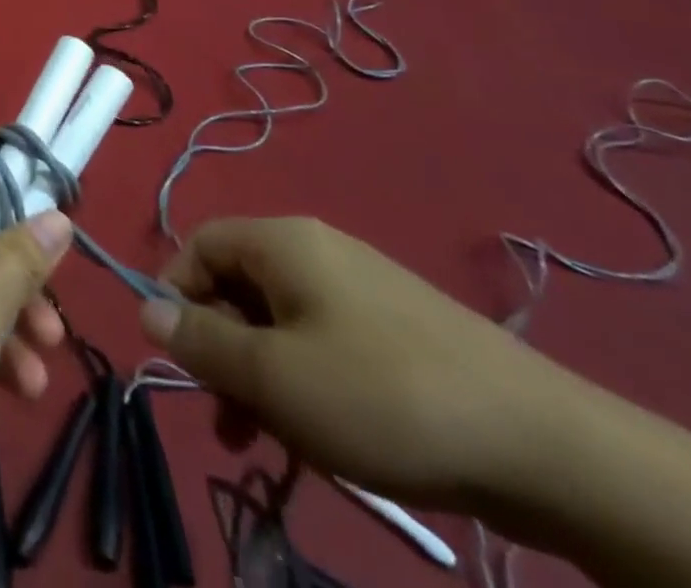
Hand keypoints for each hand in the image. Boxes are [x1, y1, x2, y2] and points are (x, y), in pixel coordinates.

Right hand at [141, 216, 577, 511]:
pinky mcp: (397, 331)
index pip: (199, 245)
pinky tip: (325, 441)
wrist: (547, 447)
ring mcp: (361, 290)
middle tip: (227, 418)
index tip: (179, 359)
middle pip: (238, 287)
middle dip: (223, 351)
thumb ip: (202, 341)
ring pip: (281, 324)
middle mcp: (316, 252)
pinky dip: (307, 385)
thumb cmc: (382, 397)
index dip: (176, 294)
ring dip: (262, 379)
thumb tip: (143, 308)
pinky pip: (325, 345)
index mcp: (281, 242)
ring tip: (269, 444)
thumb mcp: (274, 377)